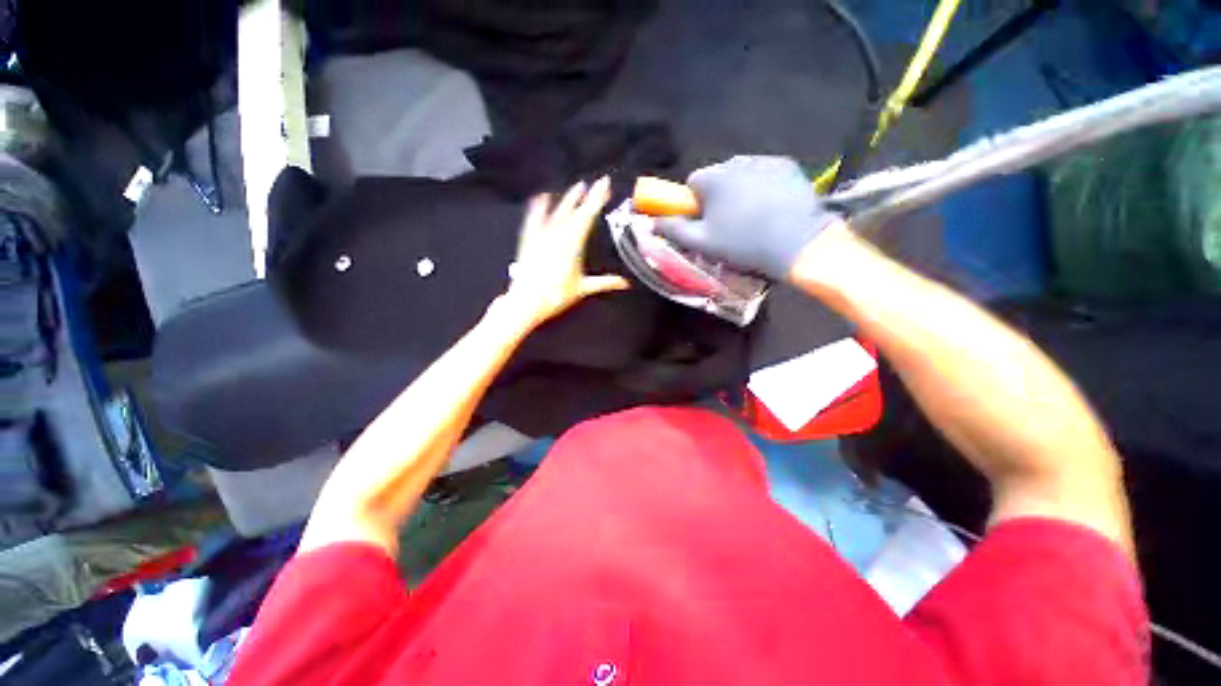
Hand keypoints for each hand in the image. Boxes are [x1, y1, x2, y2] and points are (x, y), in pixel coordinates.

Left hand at [499, 177, 629, 329]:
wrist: (527, 301)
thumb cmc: (556, 295)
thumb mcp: (584, 288)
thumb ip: (606, 283)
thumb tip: (625, 283)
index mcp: (573, 244)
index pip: (588, 215)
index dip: (597, 199)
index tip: (605, 185)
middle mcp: (557, 235)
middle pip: (574, 210)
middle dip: (586, 196)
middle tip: (596, 183)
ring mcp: (542, 235)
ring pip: (557, 212)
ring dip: (568, 199)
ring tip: (577, 187)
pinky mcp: (529, 239)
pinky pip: (534, 218)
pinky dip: (538, 207)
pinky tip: (541, 197)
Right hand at [656, 156, 843, 280]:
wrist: (796, 242)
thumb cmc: (742, 244)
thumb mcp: (701, 243)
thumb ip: (674, 230)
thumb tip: (653, 222)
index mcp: (712, 178)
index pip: (692, 183)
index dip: (695, 203)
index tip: (704, 220)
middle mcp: (736, 162)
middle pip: (717, 177)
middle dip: (717, 195)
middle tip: (728, 222)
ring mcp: (764, 160)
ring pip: (741, 174)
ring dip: (739, 189)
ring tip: (751, 216)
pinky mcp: (787, 165)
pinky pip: (764, 173)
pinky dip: (763, 185)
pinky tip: (771, 206)